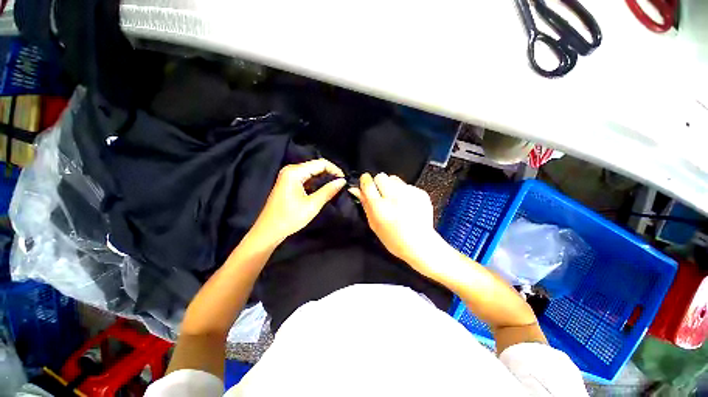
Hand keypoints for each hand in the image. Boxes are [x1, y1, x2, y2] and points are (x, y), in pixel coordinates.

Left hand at [252, 159, 345, 244]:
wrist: (269, 231)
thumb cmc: (290, 218)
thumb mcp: (313, 205)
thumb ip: (328, 191)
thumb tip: (342, 181)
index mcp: (295, 172)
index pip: (320, 163)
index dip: (334, 170)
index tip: (344, 180)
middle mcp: (290, 170)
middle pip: (315, 166)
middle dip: (330, 173)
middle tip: (341, 184)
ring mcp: (288, 176)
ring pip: (311, 172)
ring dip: (323, 178)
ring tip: (335, 187)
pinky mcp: (288, 183)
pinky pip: (306, 178)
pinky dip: (316, 182)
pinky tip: (323, 189)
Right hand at [350, 173, 444, 275]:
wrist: (420, 244)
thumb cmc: (393, 238)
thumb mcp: (374, 224)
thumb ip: (365, 204)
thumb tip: (355, 189)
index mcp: (380, 207)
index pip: (368, 183)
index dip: (365, 181)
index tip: (366, 183)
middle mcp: (395, 197)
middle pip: (381, 176)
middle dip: (379, 183)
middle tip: (382, 195)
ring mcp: (409, 194)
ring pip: (394, 178)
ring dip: (392, 186)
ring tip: (396, 200)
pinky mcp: (421, 193)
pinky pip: (407, 185)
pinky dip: (405, 192)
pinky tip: (407, 204)